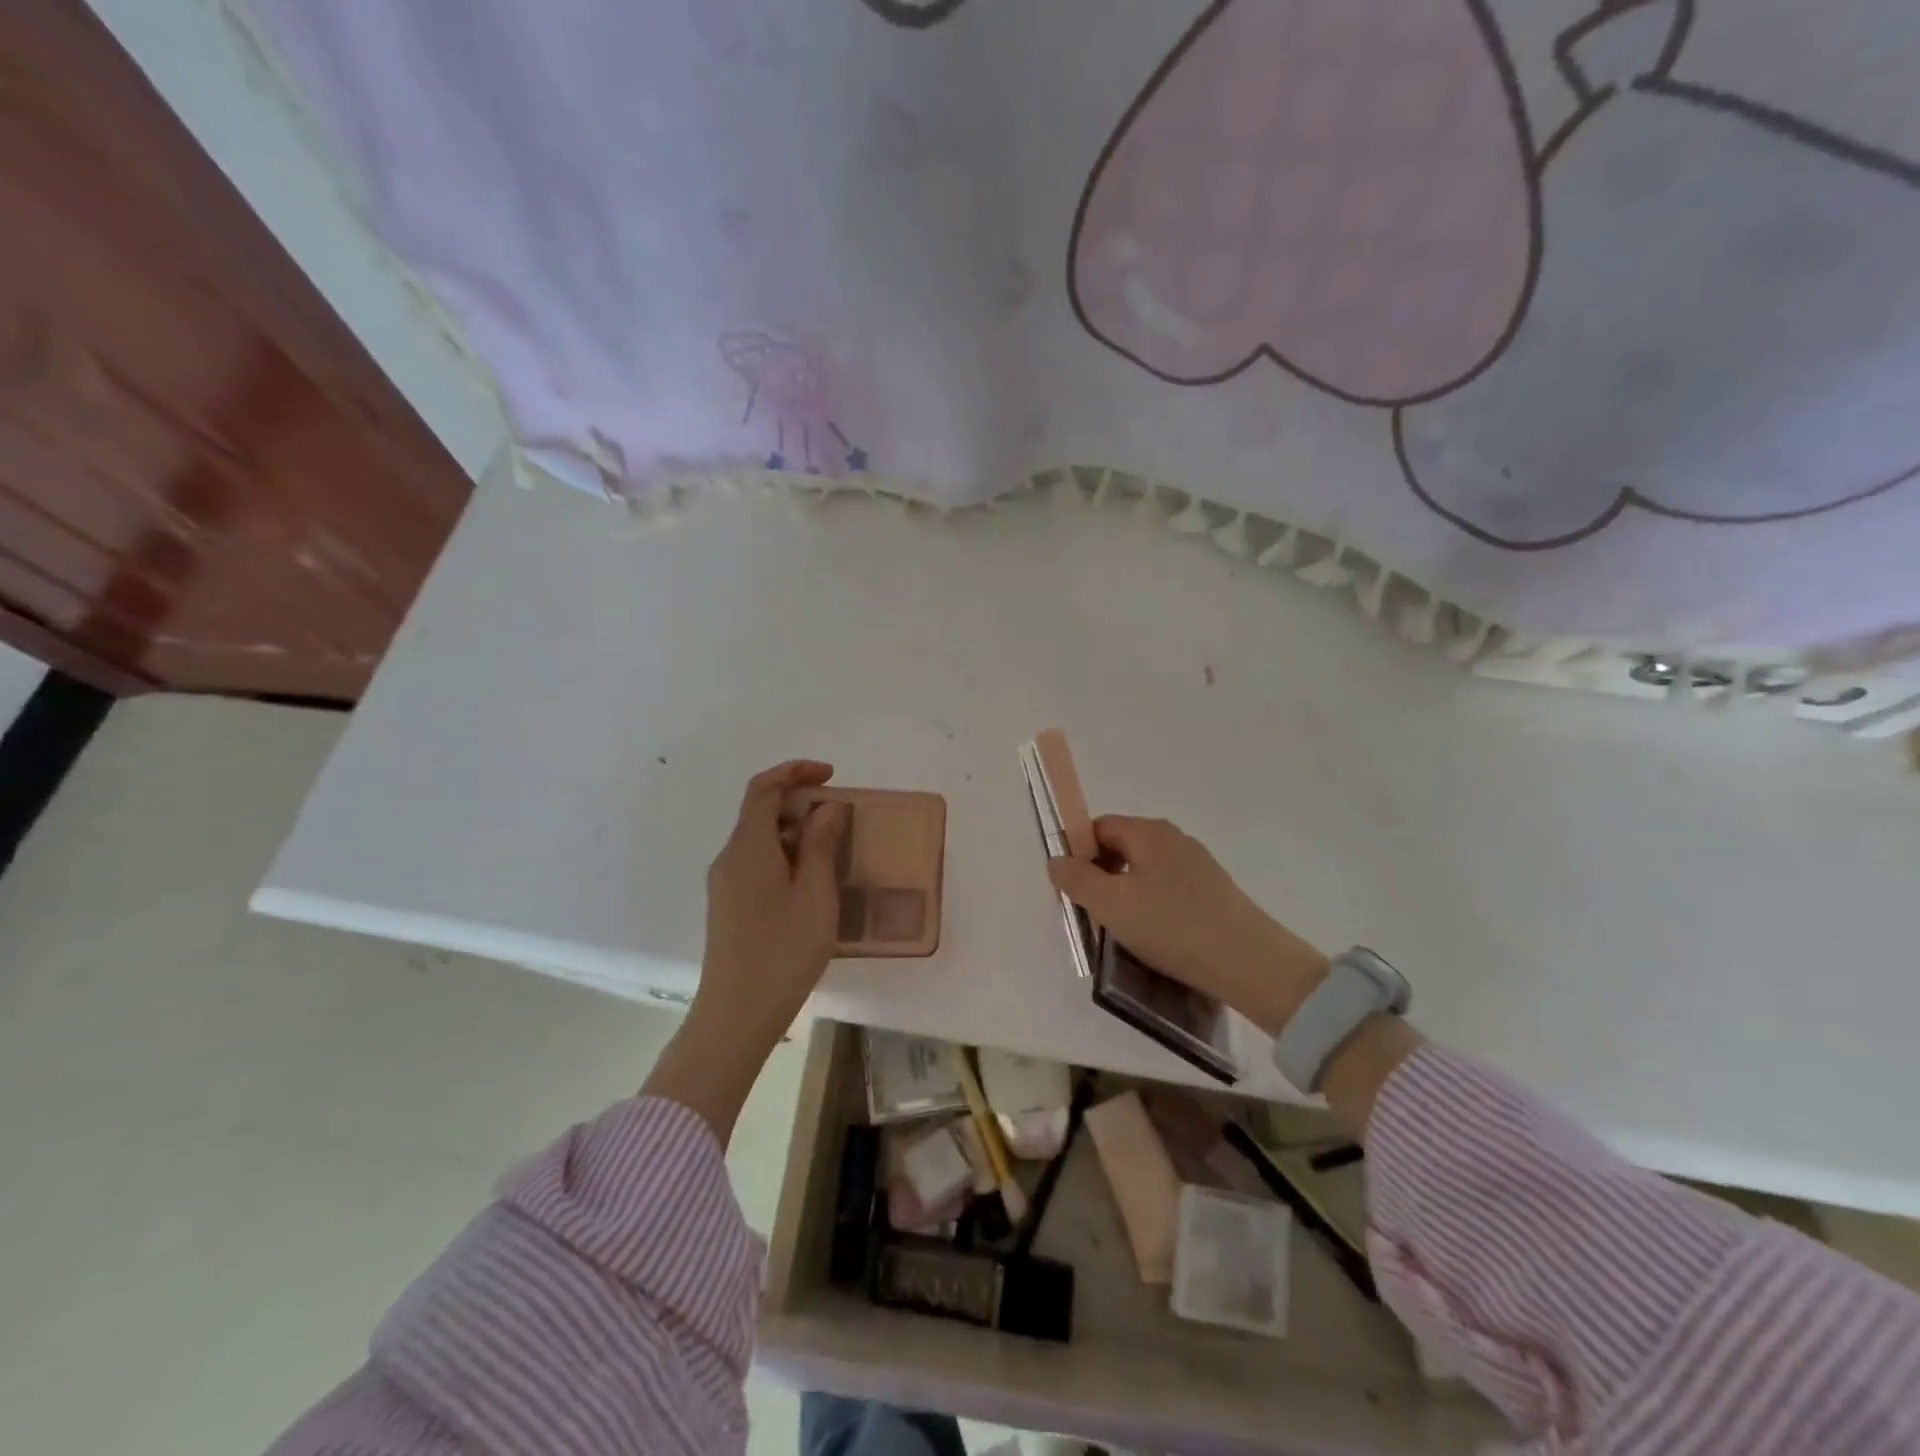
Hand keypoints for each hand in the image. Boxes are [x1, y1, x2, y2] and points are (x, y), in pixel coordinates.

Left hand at [645, 760, 849, 1143]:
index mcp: (747, 847)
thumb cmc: (783, 951)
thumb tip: (825, 808)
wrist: (735, 1015)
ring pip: (759, 838)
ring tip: (832, 849)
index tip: (831, 776)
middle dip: (799, 802)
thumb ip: (821, 844)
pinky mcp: (728, 906)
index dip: (795, 771)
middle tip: (840, 817)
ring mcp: (725, 884)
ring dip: (794, 831)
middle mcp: (729, 858)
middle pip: (760, 811)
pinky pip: (756, 862)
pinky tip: (810, 881)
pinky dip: (784, 855)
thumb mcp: (815, 894)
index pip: (763, 788)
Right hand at [1048, 815, 1329, 1037]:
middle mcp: (1175, 839)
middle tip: (1092, 913)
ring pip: (1145, 871)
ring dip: (1126, 894)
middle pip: (1122, 847)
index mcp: (1149, 832)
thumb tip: (1056, 860)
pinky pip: (1168, 890)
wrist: (1250, 964)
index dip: (1077, 853)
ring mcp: (1199, 865)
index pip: (1099, 827)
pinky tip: (1156, 937)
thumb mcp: (1111, 904)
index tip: (1071, 889)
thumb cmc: (1171, 926)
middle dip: (1100, 875)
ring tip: (1123, 931)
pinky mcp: (1215, 892)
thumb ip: (1076, 878)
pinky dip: (1152, 907)